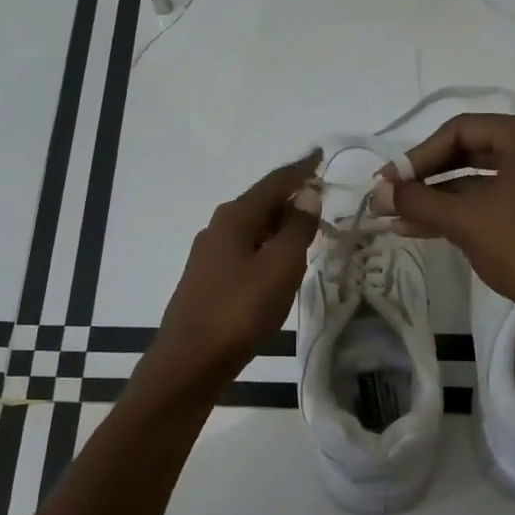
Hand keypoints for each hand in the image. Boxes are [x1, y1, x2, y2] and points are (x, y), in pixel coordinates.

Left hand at [143, 152, 320, 397]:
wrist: (191, 359)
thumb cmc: (240, 309)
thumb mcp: (279, 266)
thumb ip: (297, 229)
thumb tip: (307, 195)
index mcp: (235, 217)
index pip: (274, 182)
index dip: (300, 169)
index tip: (320, 155)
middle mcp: (219, 228)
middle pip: (262, 202)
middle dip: (292, 197)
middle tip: (323, 198)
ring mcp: (210, 254)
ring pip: (253, 228)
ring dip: (281, 224)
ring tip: (309, 229)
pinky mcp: (209, 279)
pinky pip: (246, 250)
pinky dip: (268, 247)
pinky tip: (280, 262)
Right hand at [382, 114, 514, 329]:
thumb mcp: (464, 220)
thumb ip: (417, 200)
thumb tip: (378, 192)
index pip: (461, 130)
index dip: (417, 156)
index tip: (387, 182)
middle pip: (471, 152)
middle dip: (426, 179)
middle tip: (390, 196)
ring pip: (482, 181)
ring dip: (439, 199)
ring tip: (396, 218)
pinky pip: (498, 200)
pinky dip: (464, 212)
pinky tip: (424, 227)